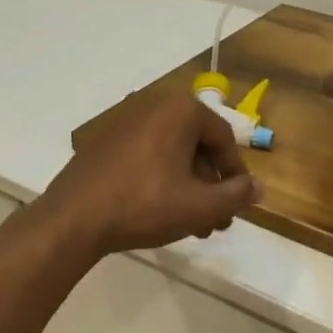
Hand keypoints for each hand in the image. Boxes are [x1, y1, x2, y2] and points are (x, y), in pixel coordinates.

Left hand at [40, 89, 262, 256]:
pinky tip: (161, 213)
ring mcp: (124, 123)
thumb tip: (259, 187)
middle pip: (197, 147)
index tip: (238, 204)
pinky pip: (146, 158)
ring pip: (171, 155)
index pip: (224, 139)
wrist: (74, 219)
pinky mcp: (103, 143)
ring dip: (188, 188)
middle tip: (217, 221)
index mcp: (180, 110)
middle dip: (211, 186)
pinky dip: (161, 181)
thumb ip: (236, 195)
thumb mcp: (200, 205)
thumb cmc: (145, 205)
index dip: (236, 175)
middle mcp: (153, 106)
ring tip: (193, 225)